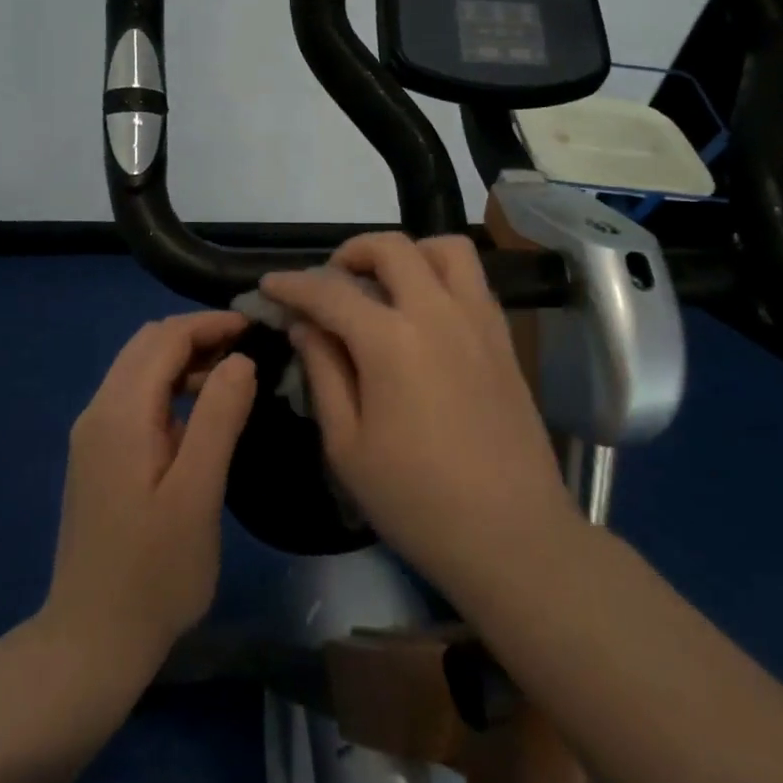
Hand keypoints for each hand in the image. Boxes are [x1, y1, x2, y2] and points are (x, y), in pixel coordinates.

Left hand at [42, 312, 256, 682]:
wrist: (91, 640)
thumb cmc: (153, 572)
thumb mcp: (197, 494)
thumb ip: (218, 419)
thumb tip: (240, 360)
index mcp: (120, 414)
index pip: (164, 338)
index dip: (209, 324)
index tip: (256, 326)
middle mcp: (98, 412)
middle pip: (147, 345)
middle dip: (197, 335)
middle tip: (248, 348)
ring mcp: (93, 435)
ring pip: (139, 370)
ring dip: (183, 360)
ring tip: (234, 377)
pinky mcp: (98, 457)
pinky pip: (136, 398)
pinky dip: (170, 388)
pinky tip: (201, 415)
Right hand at [260, 234, 576, 603]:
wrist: (512, 535)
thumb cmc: (416, 500)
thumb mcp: (347, 445)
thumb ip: (323, 373)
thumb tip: (305, 325)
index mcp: (391, 341)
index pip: (330, 292)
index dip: (293, 285)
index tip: (269, 285)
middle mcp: (438, 313)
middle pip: (391, 248)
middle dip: (350, 252)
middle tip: (330, 283)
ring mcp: (479, 321)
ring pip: (445, 248)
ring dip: (407, 253)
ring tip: (385, 285)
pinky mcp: (504, 338)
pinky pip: (473, 279)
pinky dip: (440, 274)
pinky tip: (424, 313)